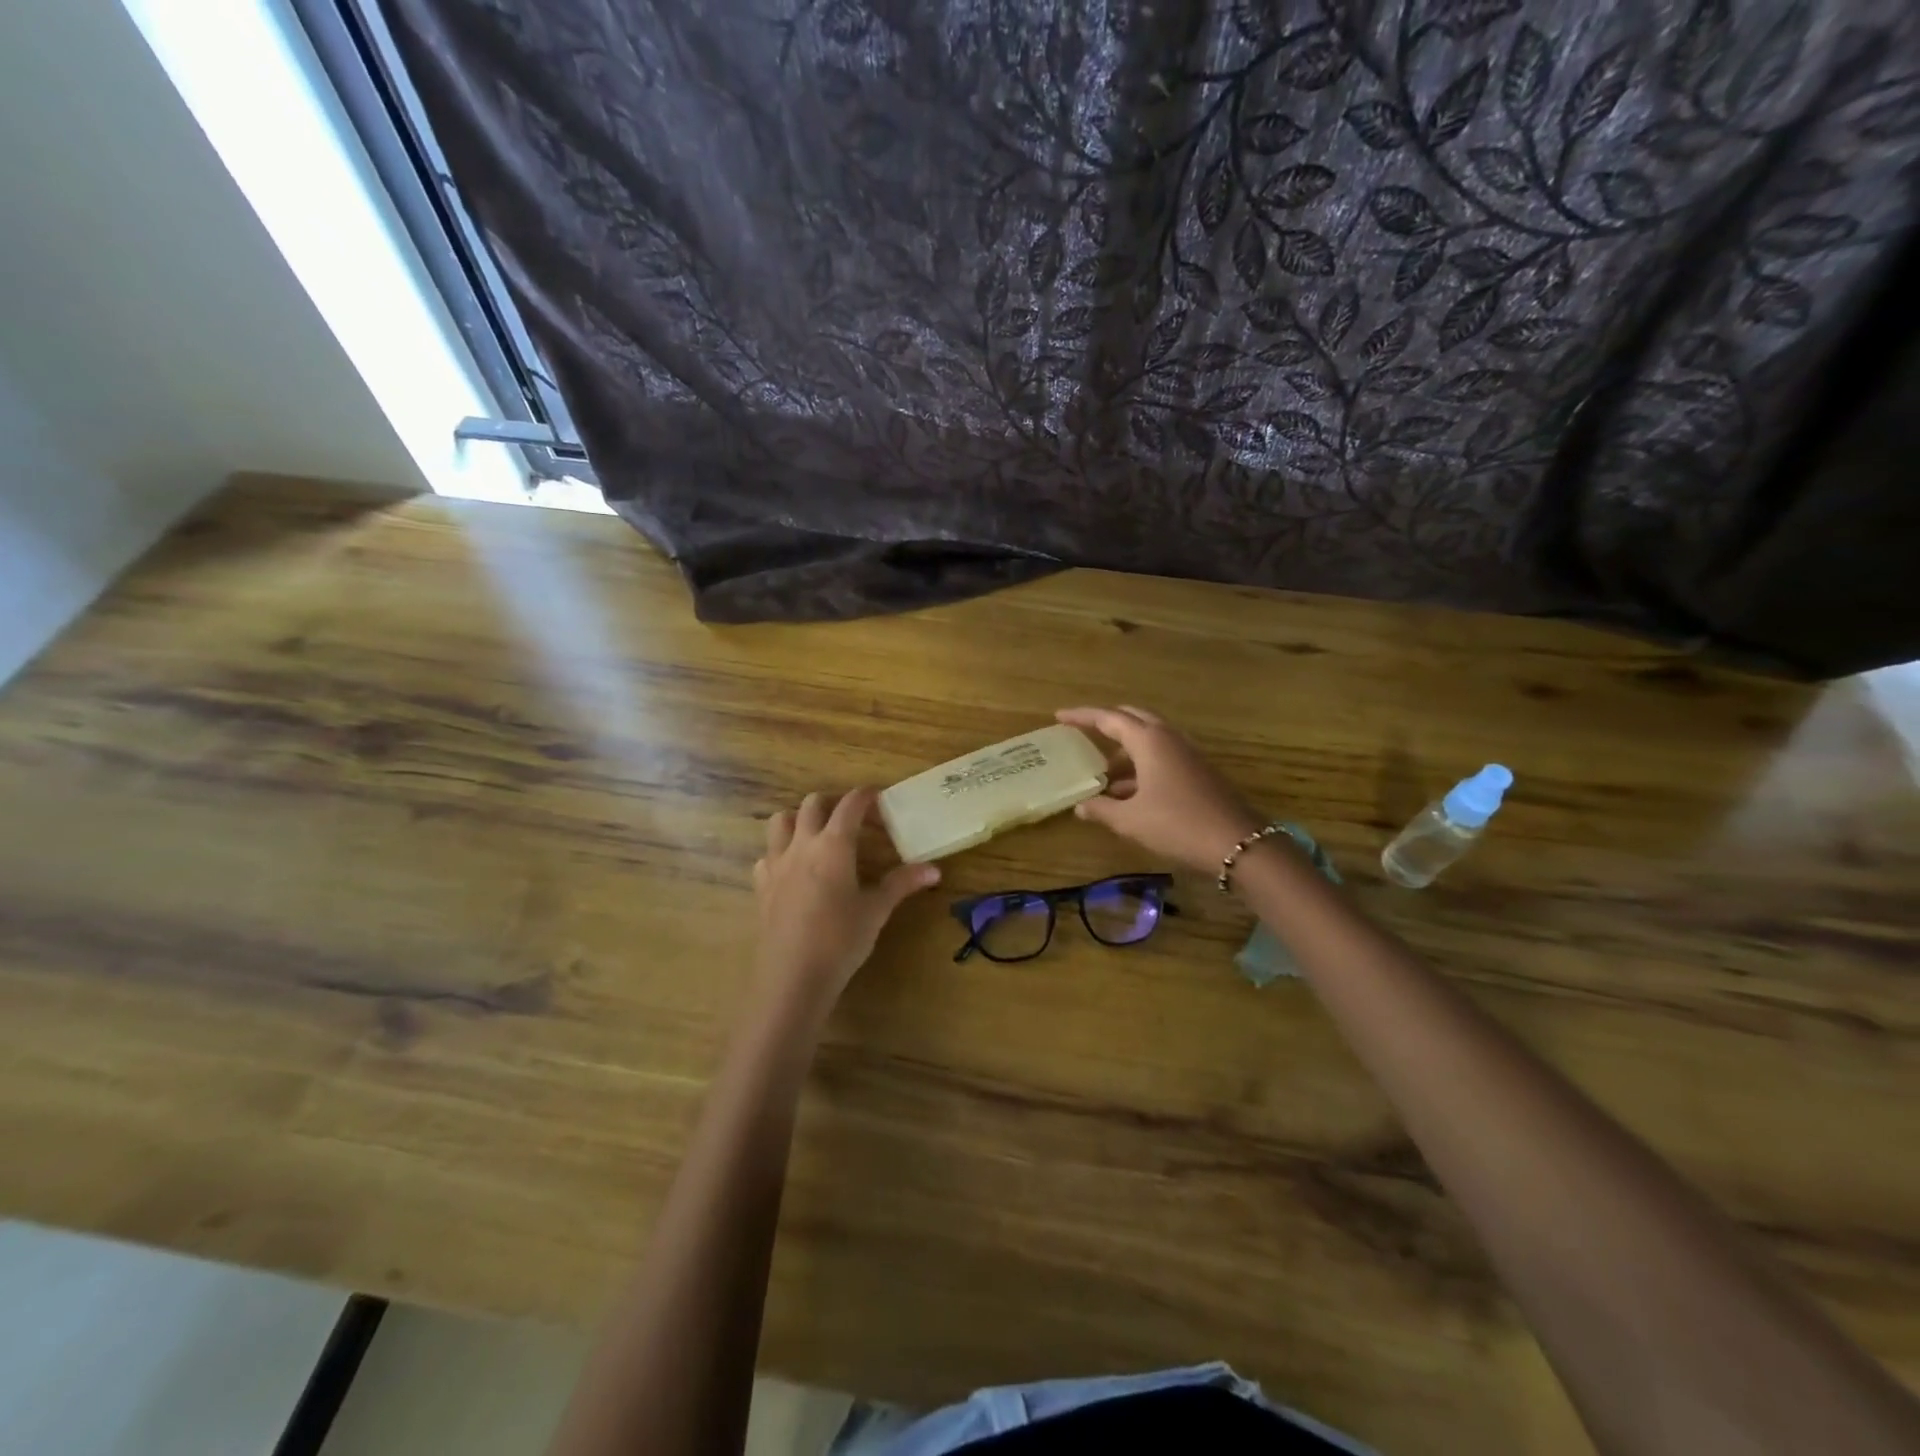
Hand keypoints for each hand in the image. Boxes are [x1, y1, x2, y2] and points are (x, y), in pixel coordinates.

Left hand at [753, 788, 939, 1005]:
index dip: (865, 796)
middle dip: (832, 803)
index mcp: (834, 844)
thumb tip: (934, 870)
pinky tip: (793, 871)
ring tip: (816, 836)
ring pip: (780, 821)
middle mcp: (802, 844)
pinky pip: (767, 855)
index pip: (850, 804)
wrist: (793, 977)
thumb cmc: (841, 939)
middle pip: (812, 804)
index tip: (878, 797)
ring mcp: (777, 864)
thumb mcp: (876, 910)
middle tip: (851, 819)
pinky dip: (780, 853)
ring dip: (799, 820)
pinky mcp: (761, 885)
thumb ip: (902, 884)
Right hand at [1056, 706, 1263, 874]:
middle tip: (1083, 735)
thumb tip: (1080, 806)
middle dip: (1107, 725)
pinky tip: (1129, 793)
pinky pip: (1162, 757)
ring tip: (1102, 775)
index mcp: (1149, 740)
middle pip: (1132, 720)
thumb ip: (1102, 809)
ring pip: (1149, 740)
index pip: (1108, 718)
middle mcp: (1168, 738)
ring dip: (1125, 752)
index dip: (1082, 716)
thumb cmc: (1177, 824)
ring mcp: (1187, 753)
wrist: (1237, 843)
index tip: (1059, 716)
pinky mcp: (1198, 771)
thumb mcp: (1131, 820)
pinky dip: (1142, 766)